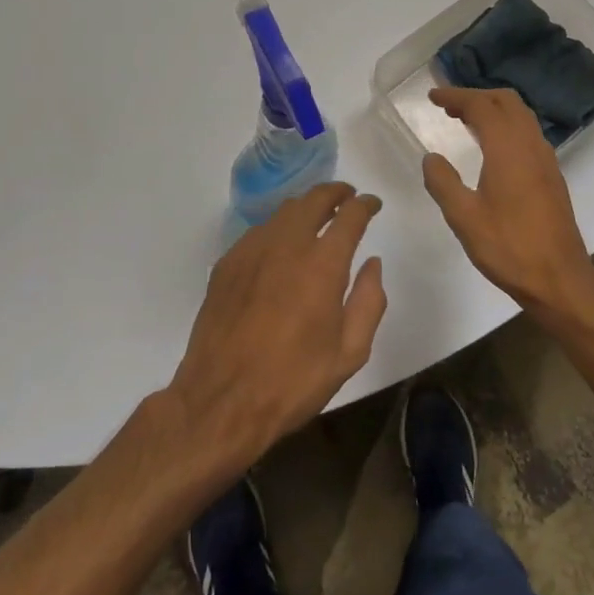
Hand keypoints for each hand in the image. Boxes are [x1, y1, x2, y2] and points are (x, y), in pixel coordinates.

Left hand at [168, 183, 386, 466]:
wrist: (221, 401)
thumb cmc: (293, 382)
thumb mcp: (349, 353)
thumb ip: (369, 302)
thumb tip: (372, 264)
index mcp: (323, 264)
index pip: (350, 215)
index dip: (365, 204)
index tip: (372, 204)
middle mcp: (287, 244)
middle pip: (314, 199)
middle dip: (336, 193)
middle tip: (347, 198)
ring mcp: (252, 250)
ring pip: (284, 211)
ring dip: (306, 207)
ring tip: (317, 218)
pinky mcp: (227, 263)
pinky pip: (259, 231)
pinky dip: (278, 228)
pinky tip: (281, 247)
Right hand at [421, 87, 593, 312]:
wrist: (560, 280)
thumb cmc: (509, 248)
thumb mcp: (464, 218)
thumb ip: (443, 182)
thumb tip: (431, 158)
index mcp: (508, 149)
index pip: (481, 106)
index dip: (455, 96)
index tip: (433, 96)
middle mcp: (531, 145)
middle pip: (506, 102)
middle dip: (476, 97)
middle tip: (449, 107)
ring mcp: (546, 159)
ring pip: (521, 116)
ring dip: (494, 109)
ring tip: (466, 122)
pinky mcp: (552, 175)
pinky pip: (528, 133)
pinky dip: (507, 126)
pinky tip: (492, 147)